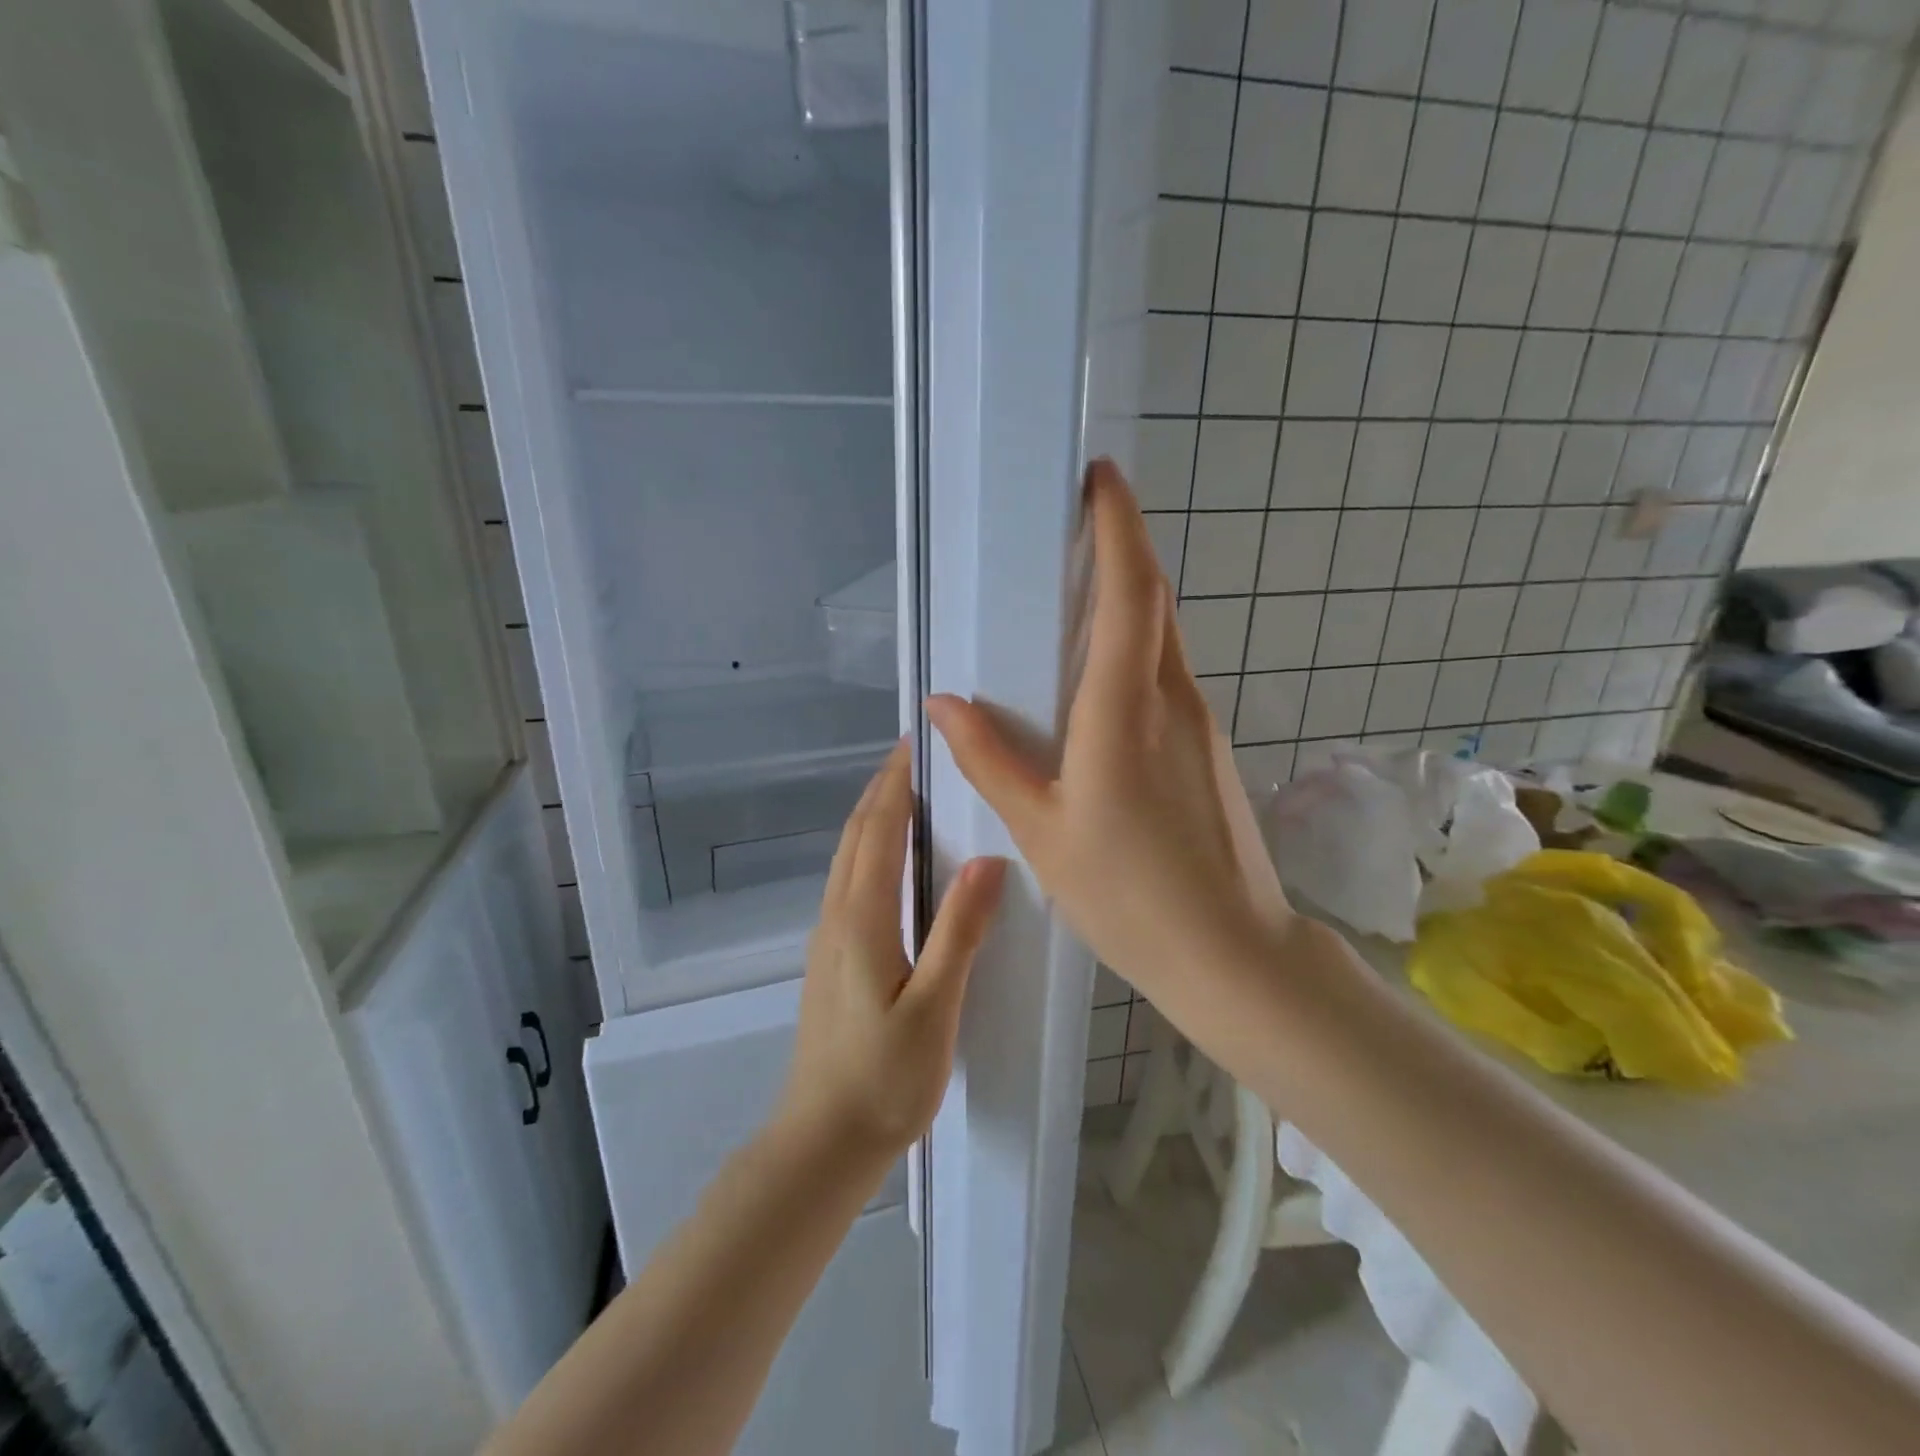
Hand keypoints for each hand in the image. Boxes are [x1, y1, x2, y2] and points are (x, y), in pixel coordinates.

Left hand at [778, 742, 1006, 1168]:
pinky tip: (890, 860)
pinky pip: (848, 881)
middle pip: (857, 835)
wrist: (822, 1140)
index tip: (916, 744)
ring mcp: (827, 938)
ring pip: (848, 857)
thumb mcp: (934, 1008)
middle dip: (883, 790)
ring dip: (872, 816)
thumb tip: (989, 860)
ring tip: (906, 793)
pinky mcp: (830, 958)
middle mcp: (838, 916)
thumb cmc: (884, 1079)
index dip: (896, 785)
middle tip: (916, 756)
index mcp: (862, 919)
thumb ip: (959, 933)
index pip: (879, 831)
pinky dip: (868, 848)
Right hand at [926, 461, 1292, 1008]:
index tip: (1099, 478)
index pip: (1129, 594)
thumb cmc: (1128, 896)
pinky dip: (1134, 648)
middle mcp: (1172, 699)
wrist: (1231, 950)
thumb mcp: (1042, 831)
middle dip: (1119, 549)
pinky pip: (1166, 674)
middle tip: (1070, 526)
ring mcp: (1199, 721)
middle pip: (1151, 601)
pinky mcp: (1209, 745)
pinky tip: (1098, 677)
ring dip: (1126, 600)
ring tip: (1072, 594)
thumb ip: (991, 760)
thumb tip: (942, 702)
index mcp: (1125, 711)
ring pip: (1162, 637)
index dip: (1118, 527)